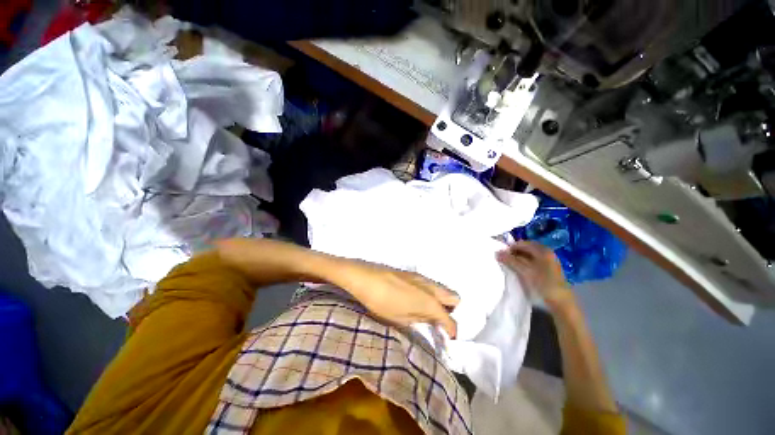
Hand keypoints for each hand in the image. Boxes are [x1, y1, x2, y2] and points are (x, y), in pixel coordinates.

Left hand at [334, 260, 459, 337]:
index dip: (452, 332)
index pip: (450, 320)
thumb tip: (430, 322)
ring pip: (443, 289)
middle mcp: (431, 287)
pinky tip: (417, 300)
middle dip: (451, 311)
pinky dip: (431, 293)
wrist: (365, 278)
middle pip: (454, 298)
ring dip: (441, 301)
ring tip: (427, 312)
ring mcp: (423, 278)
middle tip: (438, 322)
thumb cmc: (382, 302)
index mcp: (430, 302)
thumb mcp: (400, 319)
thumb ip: (419, 320)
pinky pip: (431, 284)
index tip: (447, 340)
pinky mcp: (414, 273)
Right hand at [496, 241, 574, 308]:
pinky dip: (525, 264)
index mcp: (543, 250)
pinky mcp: (549, 270)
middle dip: (514, 253)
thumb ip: (510, 261)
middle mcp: (547, 253)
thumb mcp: (524, 271)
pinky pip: (533, 262)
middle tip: (504, 259)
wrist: (561, 303)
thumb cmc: (543, 284)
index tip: (501, 255)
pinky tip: (520, 270)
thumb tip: (497, 252)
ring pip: (529, 256)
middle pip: (526, 249)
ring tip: (510, 265)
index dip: (511, 248)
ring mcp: (549, 262)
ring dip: (518, 259)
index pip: (523, 243)